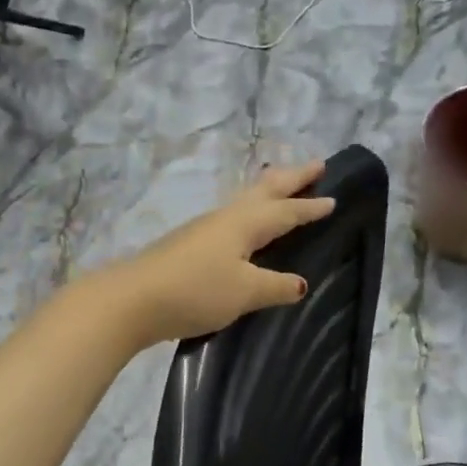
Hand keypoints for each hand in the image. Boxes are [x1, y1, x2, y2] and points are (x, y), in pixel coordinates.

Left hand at [113, 162, 334, 347]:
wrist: (132, 300)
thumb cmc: (196, 291)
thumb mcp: (244, 292)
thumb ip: (274, 285)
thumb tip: (300, 283)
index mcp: (244, 224)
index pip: (285, 211)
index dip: (309, 207)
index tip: (334, 197)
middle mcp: (224, 219)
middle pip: (263, 191)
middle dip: (291, 178)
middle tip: (316, 165)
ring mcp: (201, 230)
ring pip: (243, 201)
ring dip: (267, 191)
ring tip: (281, 187)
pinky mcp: (186, 246)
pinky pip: (228, 221)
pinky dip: (247, 214)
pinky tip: (242, 229)